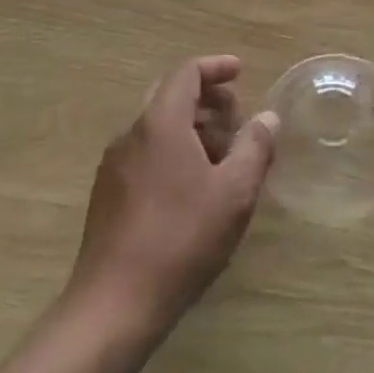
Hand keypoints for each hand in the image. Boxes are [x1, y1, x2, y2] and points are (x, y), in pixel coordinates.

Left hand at [68, 56, 277, 328]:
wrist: (113, 305)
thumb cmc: (181, 239)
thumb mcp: (234, 192)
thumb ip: (255, 147)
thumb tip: (267, 118)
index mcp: (161, 122)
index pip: (187, 73)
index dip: (216, 67)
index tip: (240, 72)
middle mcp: (132, 133)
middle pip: (170, 95)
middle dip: (207, 99)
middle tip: (237, 121)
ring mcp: (114, 164)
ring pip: (157, 126)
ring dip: (191, 128)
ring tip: (221, 158)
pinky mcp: (106, 194)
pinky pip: (144, 152)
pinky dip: (172, 150)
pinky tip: (192, 187)